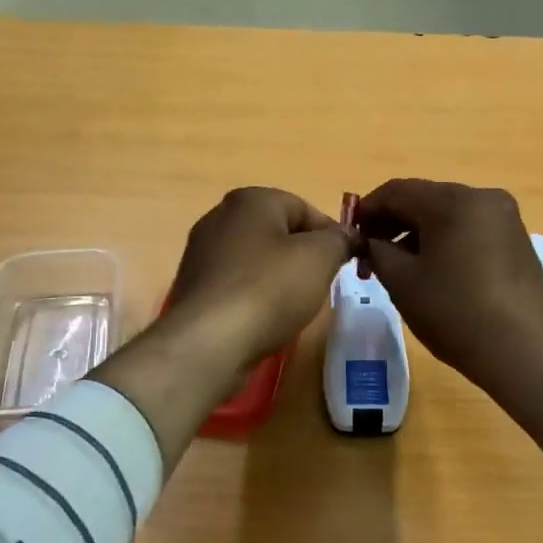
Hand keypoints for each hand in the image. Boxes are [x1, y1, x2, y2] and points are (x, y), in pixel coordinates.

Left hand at [164, 186, 352, 369]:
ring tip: (295, 306)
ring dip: (280, 278)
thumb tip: (347, 236)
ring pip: (258, 259)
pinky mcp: (195, 287)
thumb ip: (339, 240)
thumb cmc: (269, 289)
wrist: (209, 342)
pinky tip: (265, 318)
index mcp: (250, 200)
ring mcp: (202, 253)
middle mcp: (220, 217)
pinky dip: (256, 296)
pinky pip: (238, 284)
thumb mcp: (320, 257)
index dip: (331, 234)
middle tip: (322, 284)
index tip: (346, 263)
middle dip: (304, 256)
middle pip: (279, 232)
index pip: (305, 208)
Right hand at [355, 179, 542, 451]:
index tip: (351, 235)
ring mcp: (505, 218)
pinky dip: (446, 242)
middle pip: (424, 199)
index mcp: (453, 200)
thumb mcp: (402, 282)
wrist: (524, 351)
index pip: (397, 191)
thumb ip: (377, 250)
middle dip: (393, 224)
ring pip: (448, 215)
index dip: (367, 210)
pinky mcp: (517, 240)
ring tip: (400, 269)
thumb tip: (372, 240)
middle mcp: (483, 197)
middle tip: (371, 257)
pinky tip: (435, 273)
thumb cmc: (455, 312)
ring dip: (419, 234)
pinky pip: (471, 230)